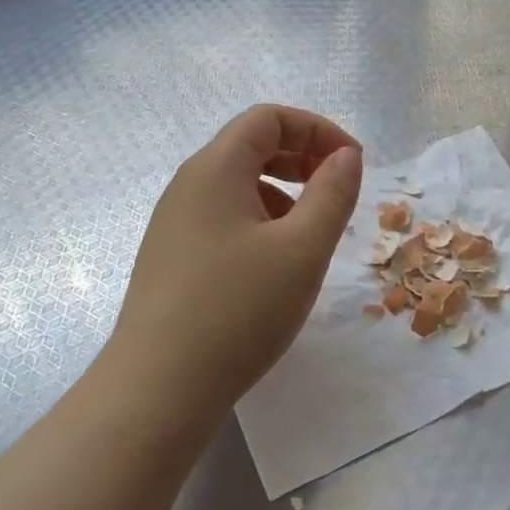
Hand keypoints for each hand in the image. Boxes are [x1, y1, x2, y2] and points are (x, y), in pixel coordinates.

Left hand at [100, 105, 361, 438]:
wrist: (157, 391)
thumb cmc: (239, 310)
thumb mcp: (304, 248)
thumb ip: (333, 193)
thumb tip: (346, 155)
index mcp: (215, 169)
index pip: (268, 118)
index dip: (317, 129)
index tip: (352, 163)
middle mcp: (188, 185)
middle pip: (251, 144)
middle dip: (303, 156)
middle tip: (339, 189)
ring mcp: (175, 223)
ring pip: (239, 183)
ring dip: (285, 191)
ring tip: (312, 231)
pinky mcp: (173, 257)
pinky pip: (225, 216)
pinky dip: (262, 220)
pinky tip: (277, 262)